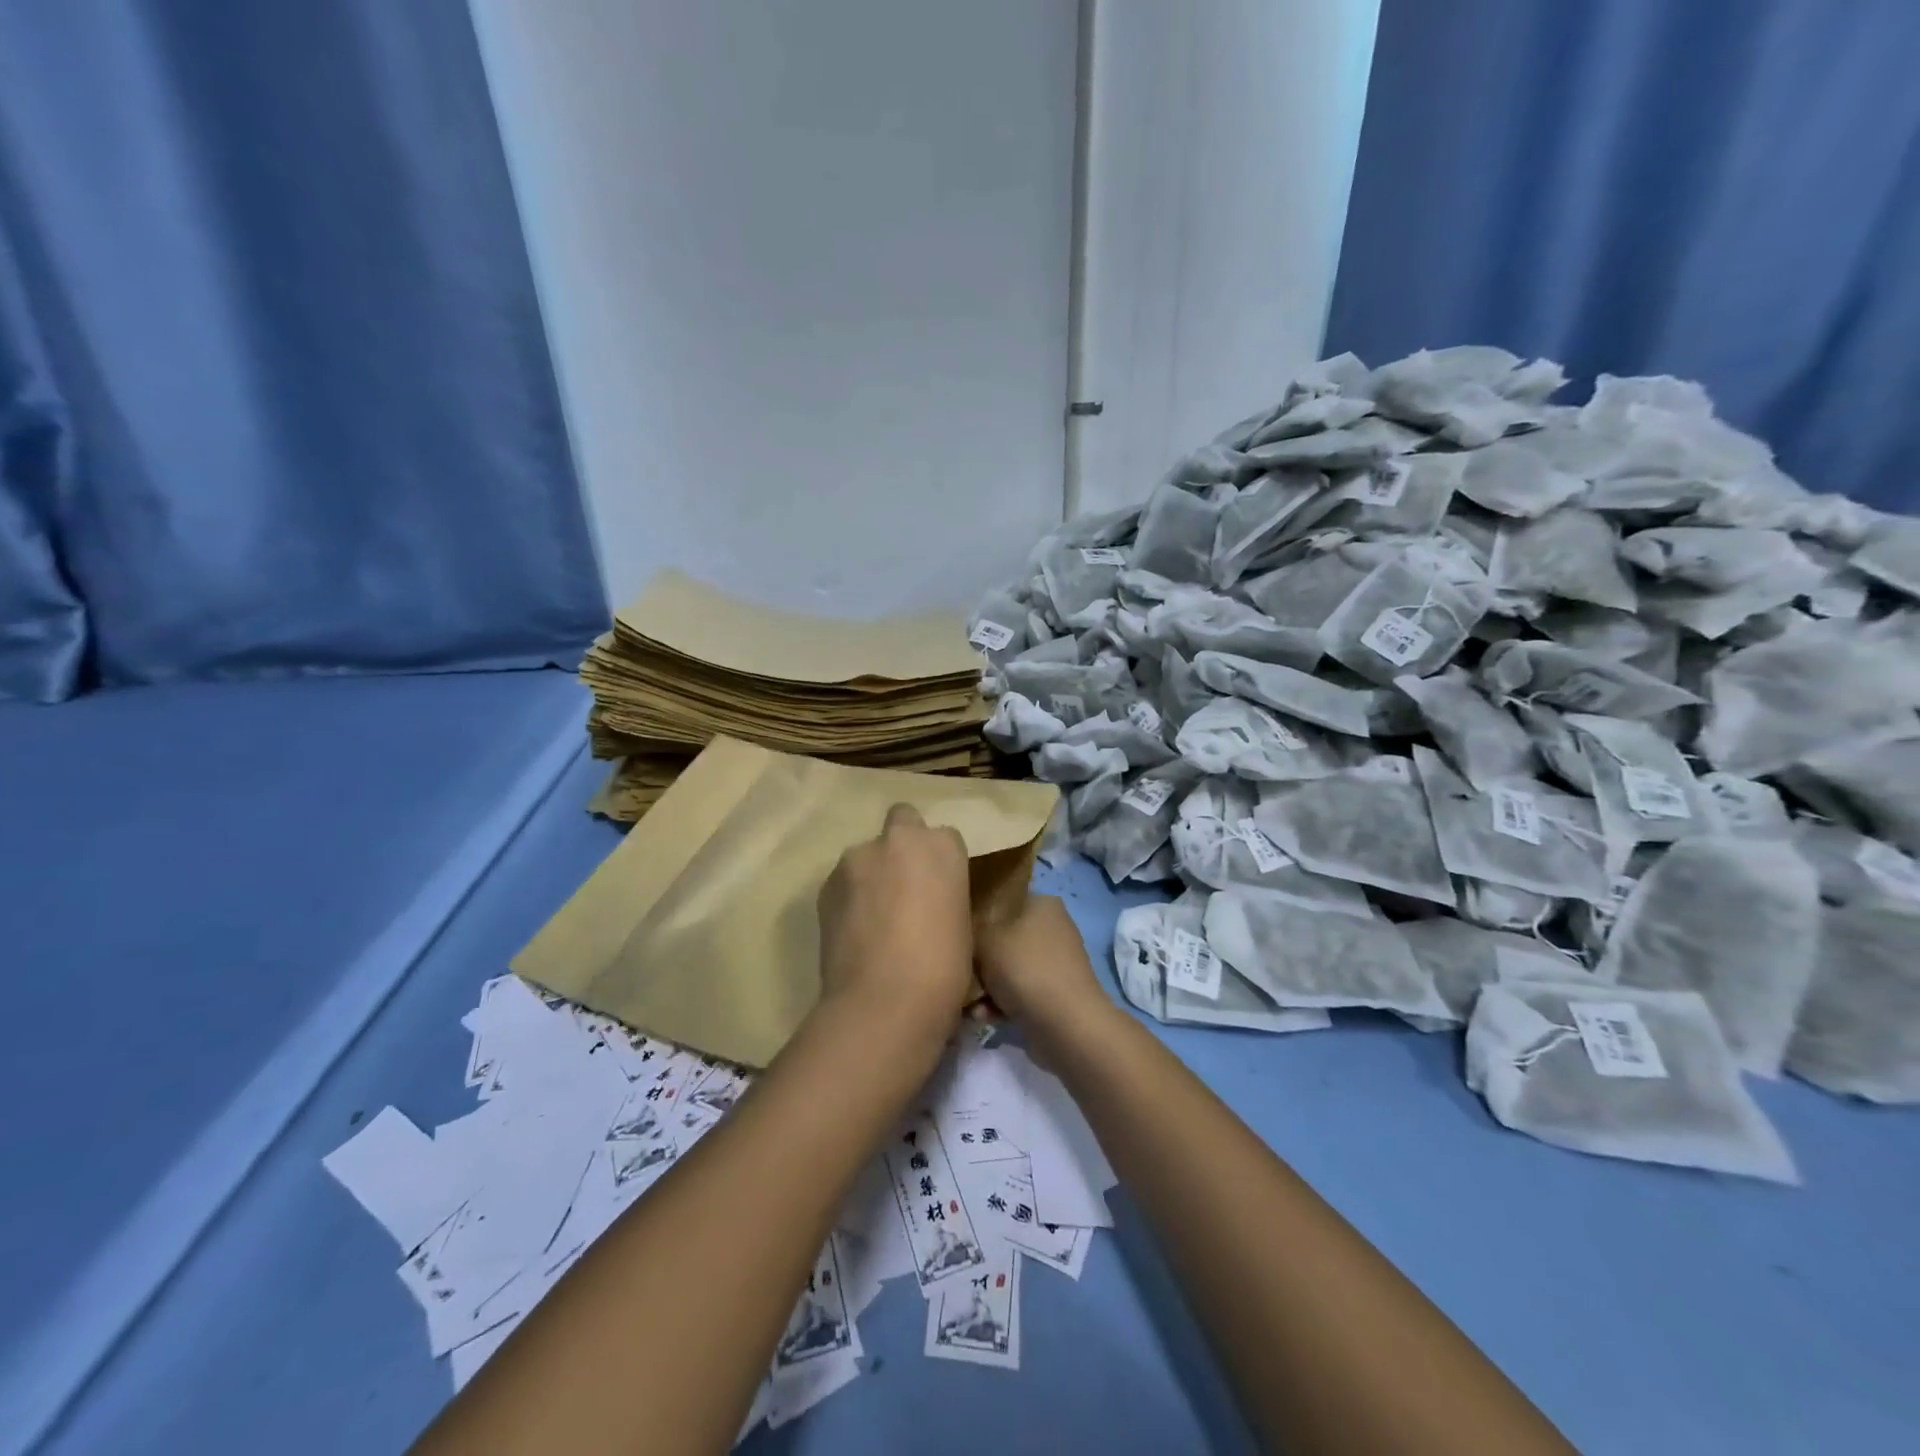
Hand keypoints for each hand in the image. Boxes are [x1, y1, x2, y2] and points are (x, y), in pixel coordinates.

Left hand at [817, 803, 973, 1039]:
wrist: (885, 1001)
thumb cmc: (943, 968)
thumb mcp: (962, 923)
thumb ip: (944, 894)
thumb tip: (929, 901)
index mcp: (942, 846)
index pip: (944, 838)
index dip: (939, 863)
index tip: (939, 890)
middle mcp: (898, 838)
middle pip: (902, 821)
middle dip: (903, 844)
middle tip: (904, 887)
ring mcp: (857, 858)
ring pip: (867, 854)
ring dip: (872, 874)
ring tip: (873, 919)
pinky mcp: (826, 884)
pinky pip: (843, 882)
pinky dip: (849, 897)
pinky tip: (854, 932)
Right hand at [974, 896, 1111, 1036]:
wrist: (1066, 1025)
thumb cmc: (1024, 969)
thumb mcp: (985, 938)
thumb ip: (970, 928)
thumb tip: (965, 929)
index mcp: (1042, 903)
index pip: (1002, 899)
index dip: (976, 915)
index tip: (957, 934)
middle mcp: (1052, 927)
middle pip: (1002, 937)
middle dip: (979, 960)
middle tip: (963, 973)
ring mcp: (1056, 962)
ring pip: (1008, 968)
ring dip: (987, 987)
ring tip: (972, 1005)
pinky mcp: (1055, 993)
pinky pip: (1019, 992)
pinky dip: (1001, 1004)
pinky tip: (985, 1017)